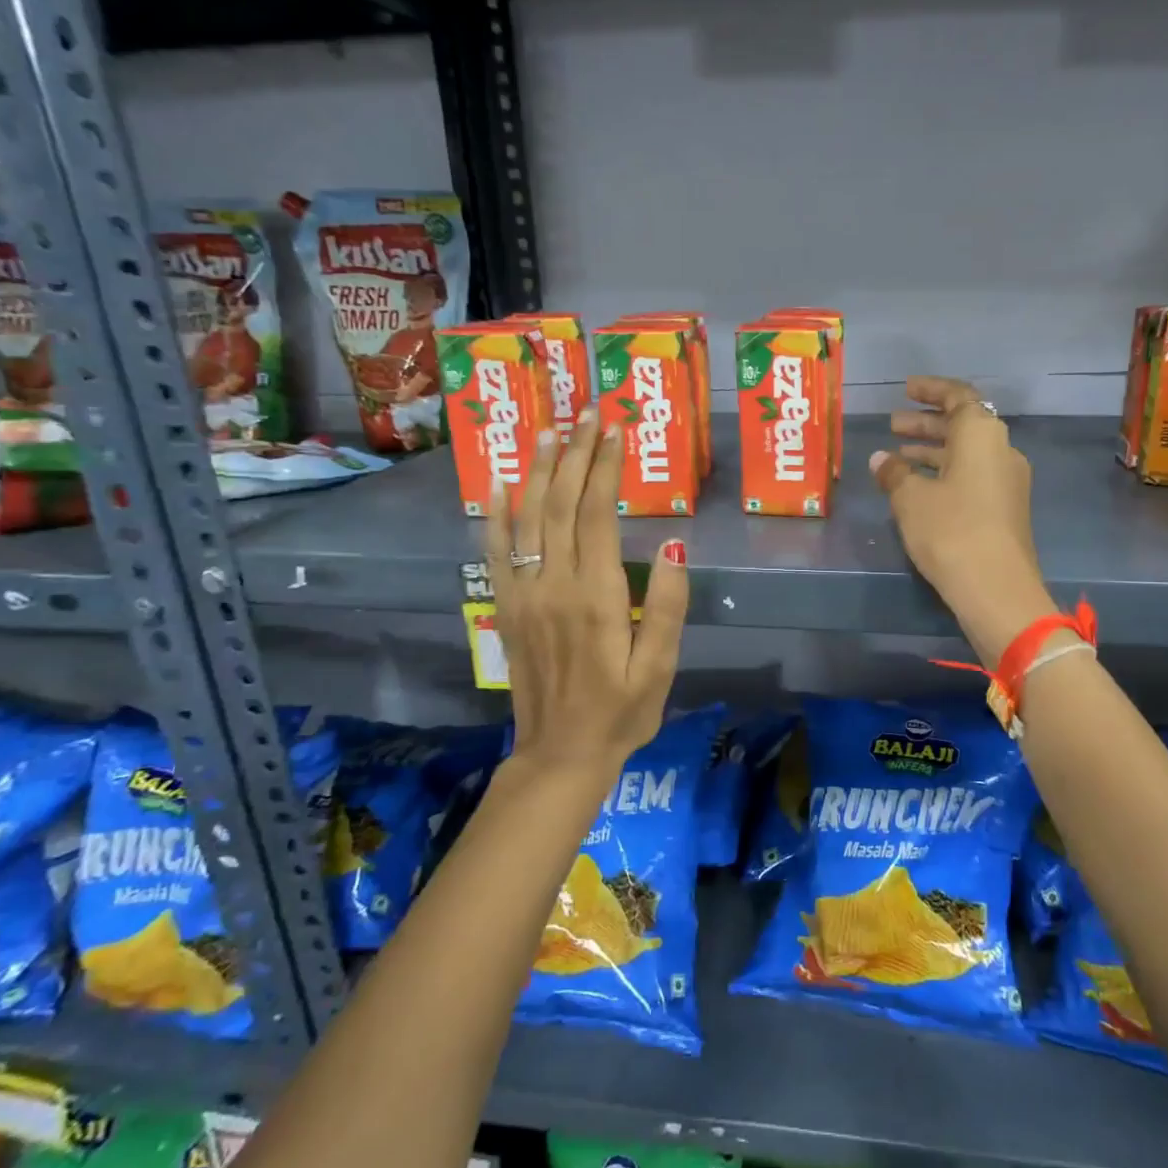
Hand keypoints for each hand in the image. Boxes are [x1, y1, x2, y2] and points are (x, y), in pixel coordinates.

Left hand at [483, 408, 688, 778]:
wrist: (560, 754)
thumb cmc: (621, 712)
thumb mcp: (660, 667)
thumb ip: (665, 607)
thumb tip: (672, 547)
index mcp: (596, 596)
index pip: (598, 514)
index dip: (605, 467)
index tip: (614, 429)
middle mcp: (553, 586)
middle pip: (560, 504)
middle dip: (574, 453)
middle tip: (586, 412)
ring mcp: (522, 595)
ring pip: (526, 518)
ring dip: (537, 470)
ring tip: (547, 430)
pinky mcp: (506, 609)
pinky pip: (495, 552)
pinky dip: (496, 514)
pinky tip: (500, 484)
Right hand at [869, 376, 1059, 667]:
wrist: (996, 588)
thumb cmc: (950, 530)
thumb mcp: (911, 499)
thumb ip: (895, 473)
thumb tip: (882, 459)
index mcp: (982, 434)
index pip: (958, 396)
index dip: (930, 390)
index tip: (905, 389)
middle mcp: (1001, 450)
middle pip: (963, 424)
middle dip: (926, 422)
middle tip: (893, 425)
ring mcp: (1008, 481)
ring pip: (967, 453)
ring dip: (934, 449)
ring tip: (898, 456)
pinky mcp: (1006, 509)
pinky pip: (972, 476)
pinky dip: (945, 473)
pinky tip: (918, 488)